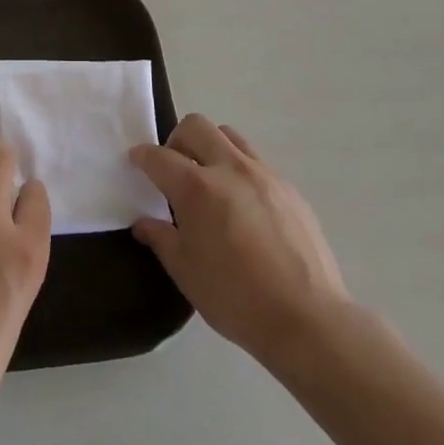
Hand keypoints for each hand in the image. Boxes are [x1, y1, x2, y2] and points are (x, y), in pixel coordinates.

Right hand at [131, 115, 347, 370]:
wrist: (307, 318)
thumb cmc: (236, 298)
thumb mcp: (186, 272)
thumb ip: (161, 238)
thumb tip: (144, 223)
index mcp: (197, 188)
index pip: (159, 157)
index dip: (142, 156)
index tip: (135, 161)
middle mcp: (230, 169)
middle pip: (196, 126)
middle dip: (176, 140)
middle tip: (174, 169)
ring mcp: (264, 175)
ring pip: (229, 136)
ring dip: (210, 147)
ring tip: (209, 182)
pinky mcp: (289, 189)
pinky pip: (256, 162)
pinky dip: (239, 170)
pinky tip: (242, 206)